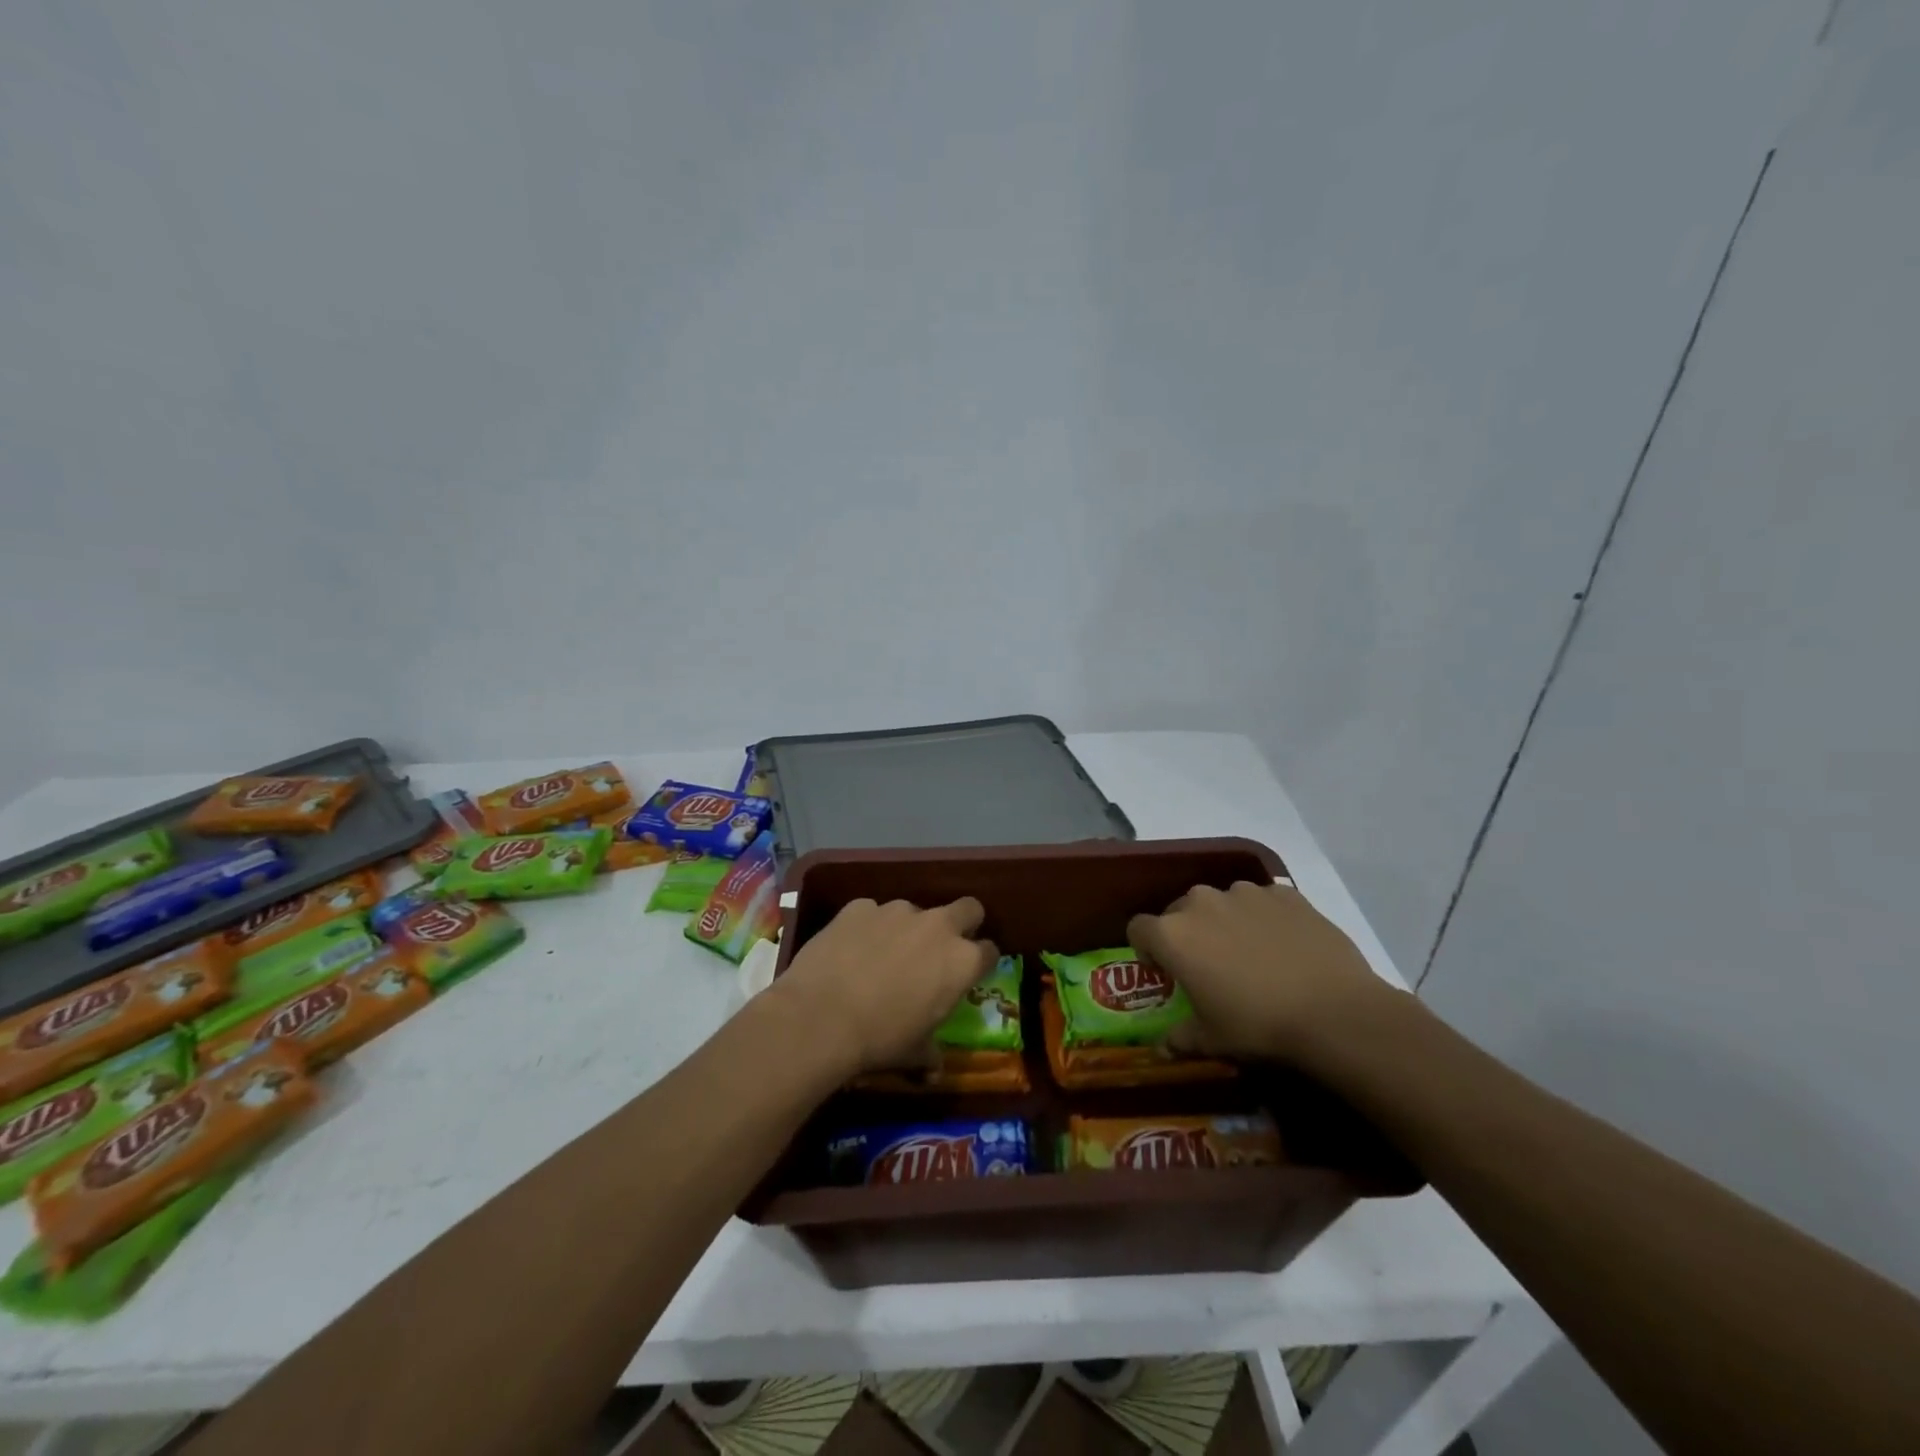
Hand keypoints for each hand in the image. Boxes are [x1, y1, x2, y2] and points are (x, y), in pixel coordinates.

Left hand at [769, 898, 997, 1076]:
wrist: (820, 1017)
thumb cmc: (880, 1040)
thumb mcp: (913, 1054)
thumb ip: (930, 1053)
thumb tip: (933, 1068)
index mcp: (962, 961)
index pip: (990, 951)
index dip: (980, 963)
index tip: (968, 975)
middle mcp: (937, 926)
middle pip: (968, 908)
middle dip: (962, 923)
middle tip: (940, 950)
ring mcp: (897, 910)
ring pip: (914, 911)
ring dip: (906, 929)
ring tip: (882, 957)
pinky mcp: (860, 906)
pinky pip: (871, 913)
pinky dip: (867, 928)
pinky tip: (849, 951)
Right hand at [1127, 880, 1407, 1065]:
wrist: (1335, 1013)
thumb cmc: (1258, 1026)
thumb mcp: (1213, 1040)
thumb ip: (1181, 1038)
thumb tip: (1162, 1049)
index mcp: (1173, 935)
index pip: (1138, 929)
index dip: (1147, 950)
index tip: (1166, 972)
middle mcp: (1201, 902)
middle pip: (1179, 911)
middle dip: (1187, 934)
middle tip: (1210, 966)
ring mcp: (1245, 893)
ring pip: (1221, 902)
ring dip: (1225, 921)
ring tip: (1251, 954)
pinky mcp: (1284, 893)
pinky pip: (1262, 901)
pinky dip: (1264, 918)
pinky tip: (1284, 946)